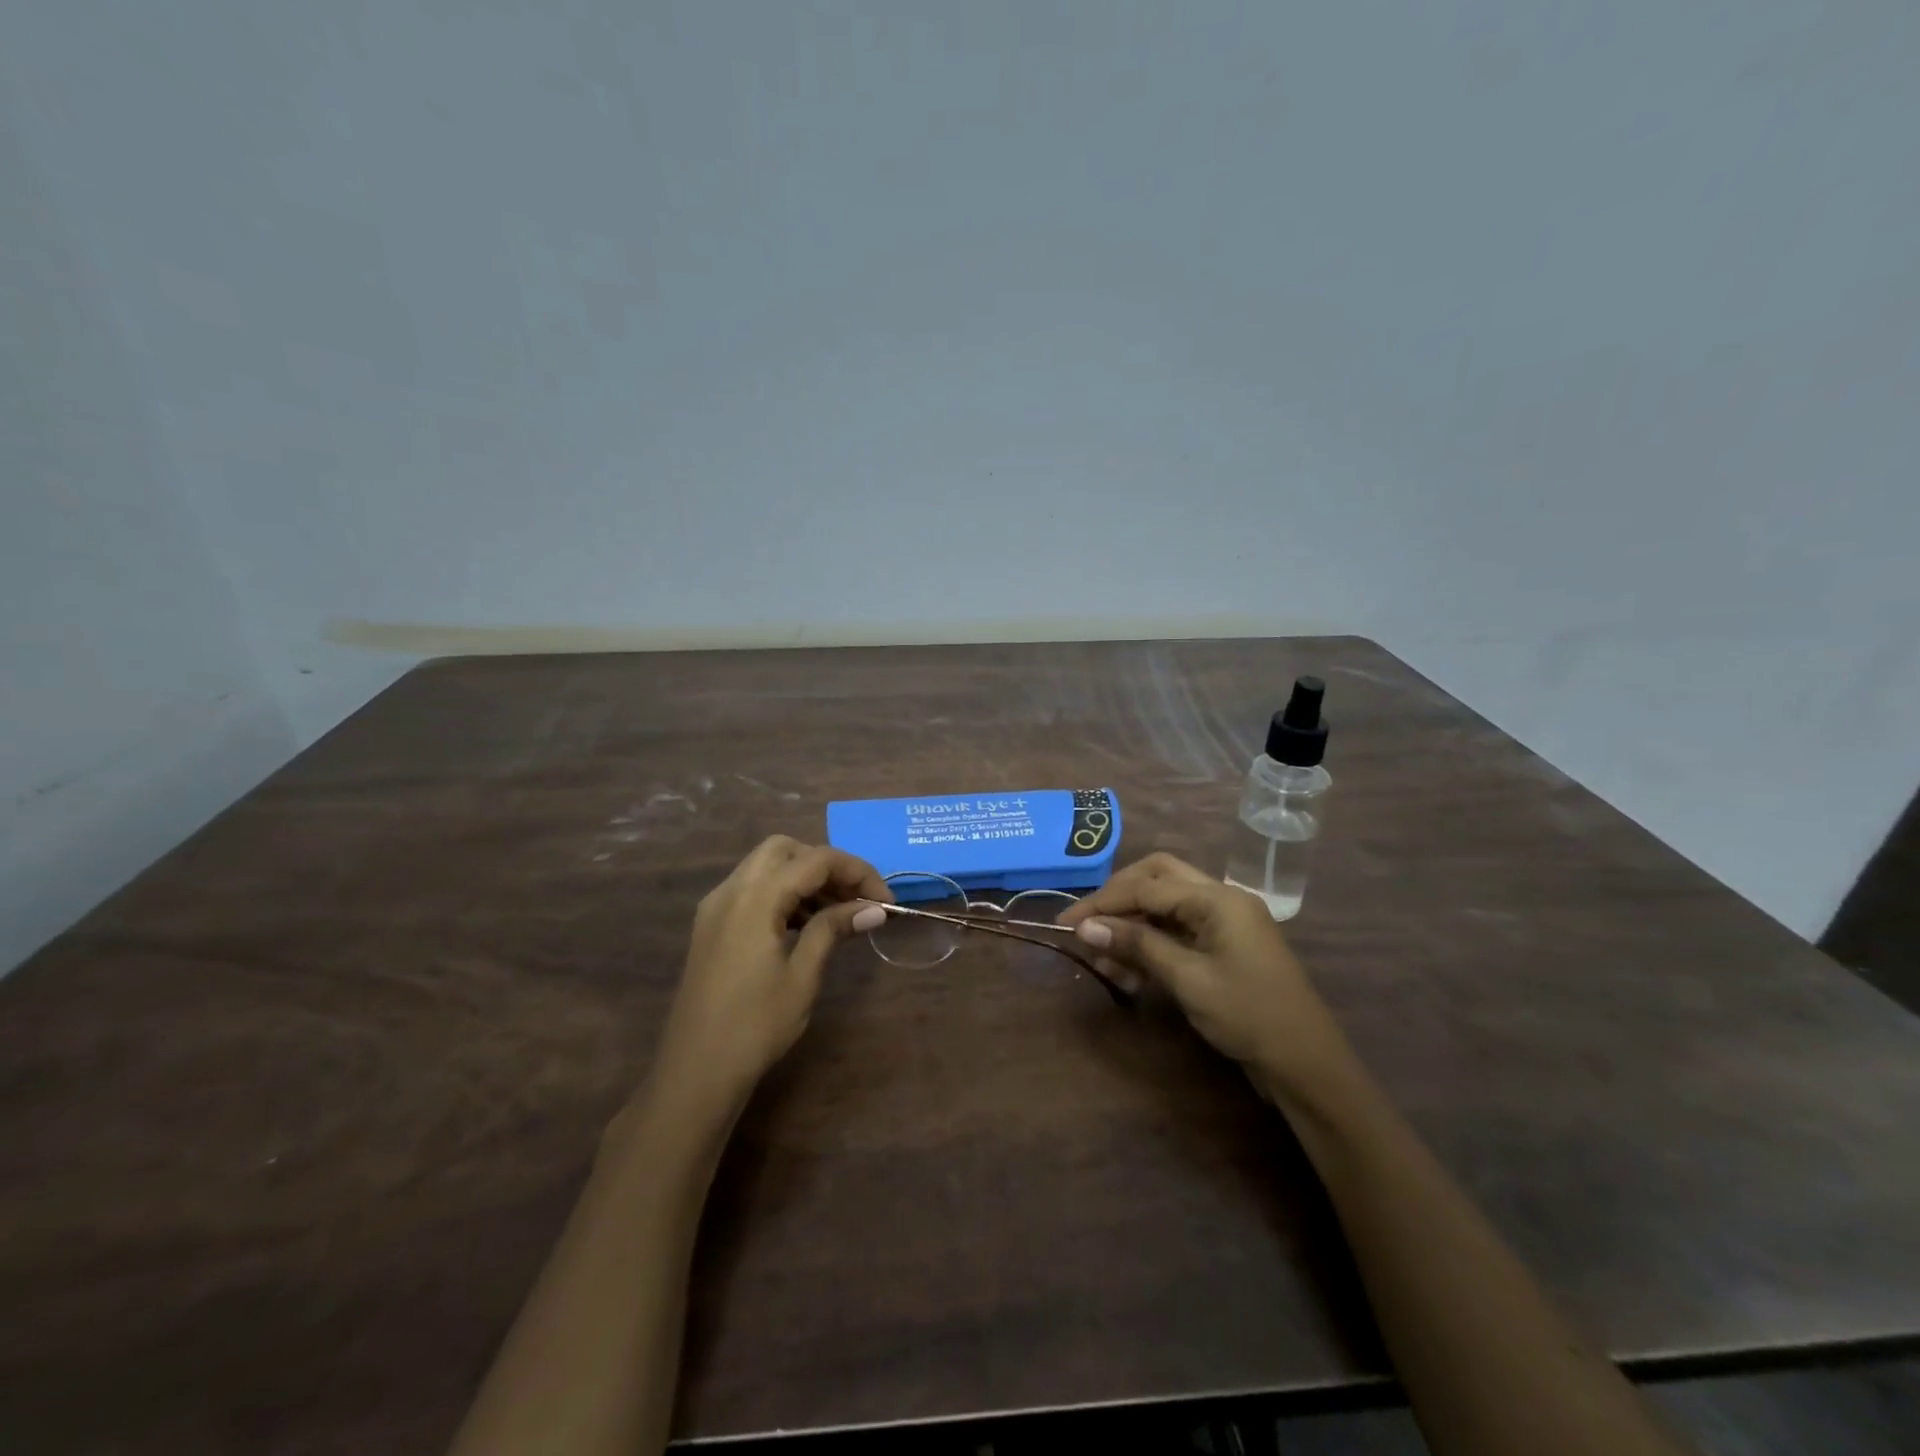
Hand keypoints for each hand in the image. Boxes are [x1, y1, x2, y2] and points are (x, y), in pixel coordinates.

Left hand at [651, 836, 890, 1110]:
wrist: (695, 1073)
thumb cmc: (755, 1027)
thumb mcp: (802, 976)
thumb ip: (833, 929)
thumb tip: (874, 909)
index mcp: (755, 899)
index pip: (815, 860)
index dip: (857, 872)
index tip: (885, 901)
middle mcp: (731, 890)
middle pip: (786, 850)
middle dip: (826, 865)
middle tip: (855, 898)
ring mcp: (716, 907)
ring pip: (766, 866)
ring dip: (804, 877)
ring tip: (837, 913)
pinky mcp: (711, 925)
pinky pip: (751, 888)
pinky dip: (782, 892)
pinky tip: (804, 924)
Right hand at [1057, 852, 1350, 1101]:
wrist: (1307, 1066)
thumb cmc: (1248, 1016)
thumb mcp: (1188, 979)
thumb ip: (1136, 946)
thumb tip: (1085, 927)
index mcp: (1218, 898)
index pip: (1147, 886)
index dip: (1103, 902)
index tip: (1067, 923)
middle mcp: (1221, 899)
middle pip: (1157, 879)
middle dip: (1118, 899)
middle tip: (1087, 926)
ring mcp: (1224, 923)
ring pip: (1165, 907)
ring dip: (1132, 926)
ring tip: (1103, 961)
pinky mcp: (1223, 948)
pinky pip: (1178, 932)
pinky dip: (1150, 944)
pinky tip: (1129, 971)